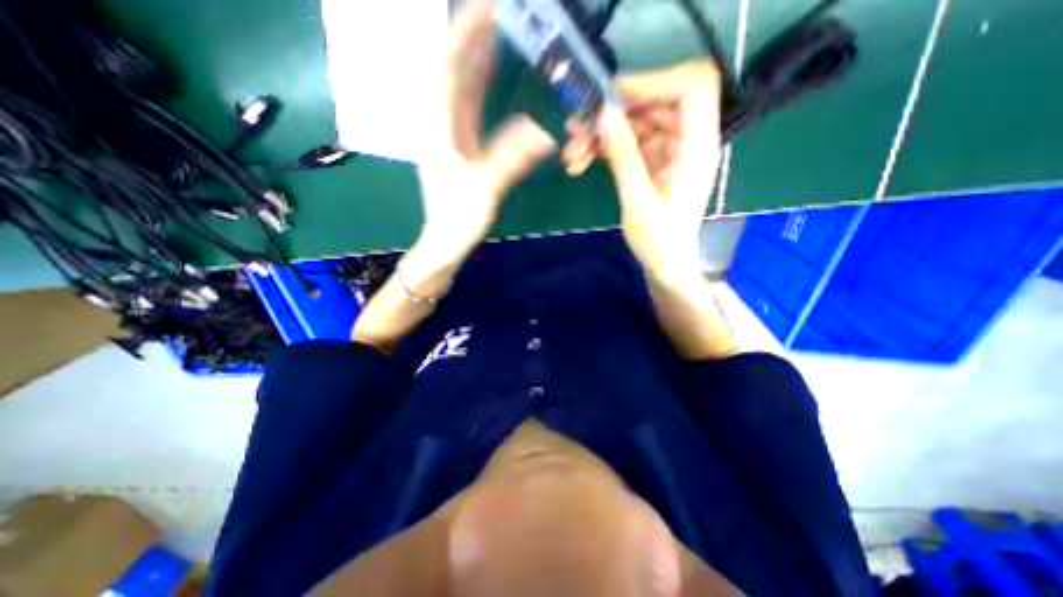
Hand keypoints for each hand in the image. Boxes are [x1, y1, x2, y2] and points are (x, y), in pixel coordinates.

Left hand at [415, 0, 557, 262]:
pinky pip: (469, 108)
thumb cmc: (458, 218)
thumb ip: (513, 157)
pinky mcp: (460, 146)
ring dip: (475, 59)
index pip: (445, 68)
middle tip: (495, 13)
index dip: (463, 35)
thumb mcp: (486, 187)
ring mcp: (450, 135)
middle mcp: (440, 124)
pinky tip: (491, 76)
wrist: (445, 241)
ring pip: (459, 88)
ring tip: (496, 32)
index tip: (485, 8)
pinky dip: (480, 88)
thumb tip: (544, 131)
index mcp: (439, 129)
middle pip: (450, 71)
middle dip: (469, 38)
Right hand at [565, 59, 722, 281]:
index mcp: (697, 148)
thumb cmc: (659, 240)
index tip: (613, 96)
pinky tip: (581, 162)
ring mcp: (667, 150)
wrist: (664, 263)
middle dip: (613, 113)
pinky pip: (627, 142)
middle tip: (577, 129)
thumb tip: (604, 113)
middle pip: (654, 103)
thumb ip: (623, 156)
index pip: (692, 88)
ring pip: (634, 123)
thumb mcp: (638, 201)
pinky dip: (604, 147)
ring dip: (601, 133)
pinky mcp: (652, 160)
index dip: (655, 81)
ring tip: (572, 154)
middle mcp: (686, 141)